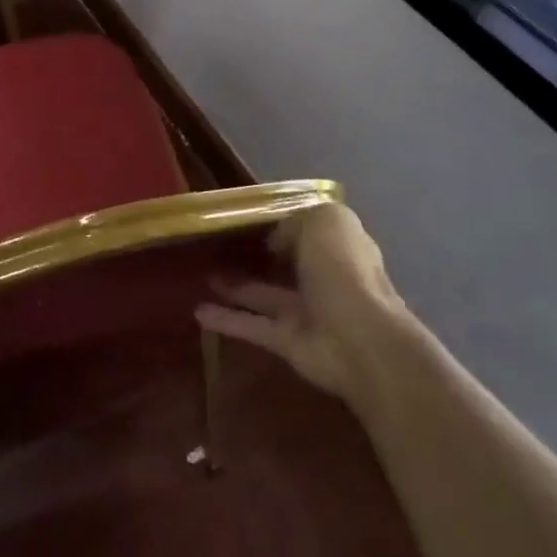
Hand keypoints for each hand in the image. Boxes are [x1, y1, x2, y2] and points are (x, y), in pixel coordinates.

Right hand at [195, 203, 405, 398]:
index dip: (282, 221)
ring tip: (199, 273)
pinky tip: (197, 311)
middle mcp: (323, 276)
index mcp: (338, 245)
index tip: (247, 215)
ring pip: (263, 293)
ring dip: (234, 285)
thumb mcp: (322, 222)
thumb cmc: (343, 271)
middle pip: (286, 261)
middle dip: (259, 254)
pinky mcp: (287, 340)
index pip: (308, 228)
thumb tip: (274, 240)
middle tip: (218, 243)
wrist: (359, 341)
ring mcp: (305, 311)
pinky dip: (226, 319)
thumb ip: (294, 221)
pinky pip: (251, 325)